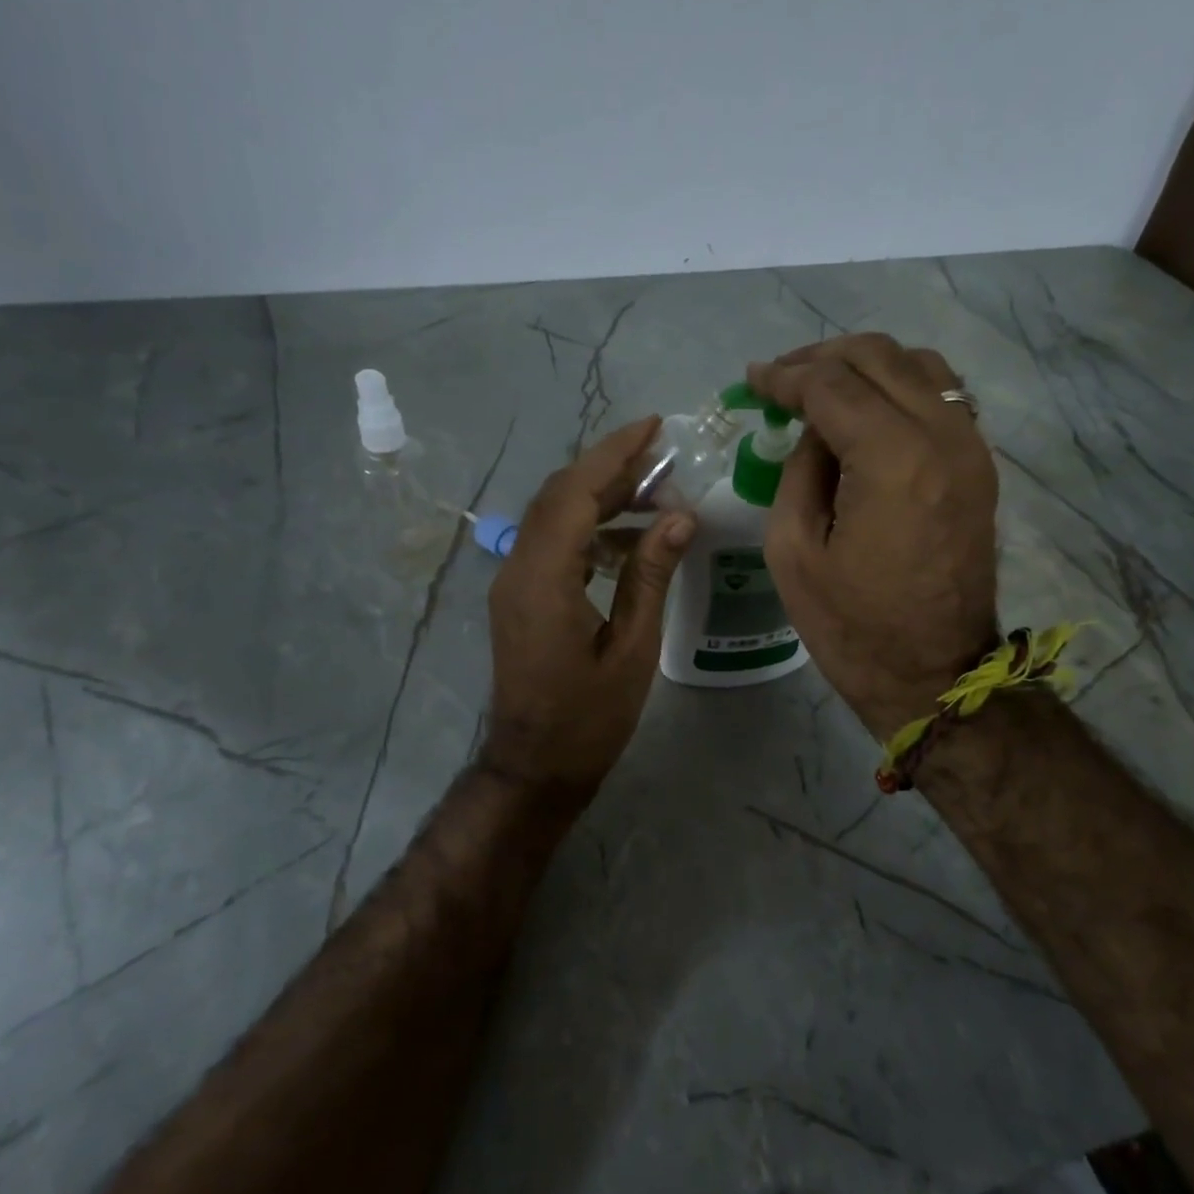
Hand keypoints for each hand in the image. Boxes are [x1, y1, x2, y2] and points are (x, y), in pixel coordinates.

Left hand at [481, 417, 696, 797]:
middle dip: (610, 468)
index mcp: (544, 578)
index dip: (614, 454)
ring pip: (555, 518)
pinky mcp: (520, 598)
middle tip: (663, 456)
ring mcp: (514, 583)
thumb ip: (650, 576)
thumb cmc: (588, 718)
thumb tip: (679, 517)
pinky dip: (590, 530)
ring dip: (601, 498)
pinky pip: (553, 545)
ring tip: (656, 495)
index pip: (576, 493)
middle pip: (561, 496)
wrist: (536, 766)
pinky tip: (629, 540)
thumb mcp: (632, 648)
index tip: (653, 426)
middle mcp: (518, 569)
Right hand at [747, 335, 998, 738]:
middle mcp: (942, 437)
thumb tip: (815, 430)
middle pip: (880, 357)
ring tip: (824, 387)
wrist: (934, 676)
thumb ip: (799, 471)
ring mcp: (971, 449)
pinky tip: (869, 411)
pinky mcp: (980, 468)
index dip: (785, 376)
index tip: (753, 381)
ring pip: (920, 367)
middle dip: (822, 358)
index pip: (832, 385)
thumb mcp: (793, 551)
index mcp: (892, 459)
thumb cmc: (852, 627)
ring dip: (866, 366)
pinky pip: (943, 398)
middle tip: (781, 378)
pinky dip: (901, 388)